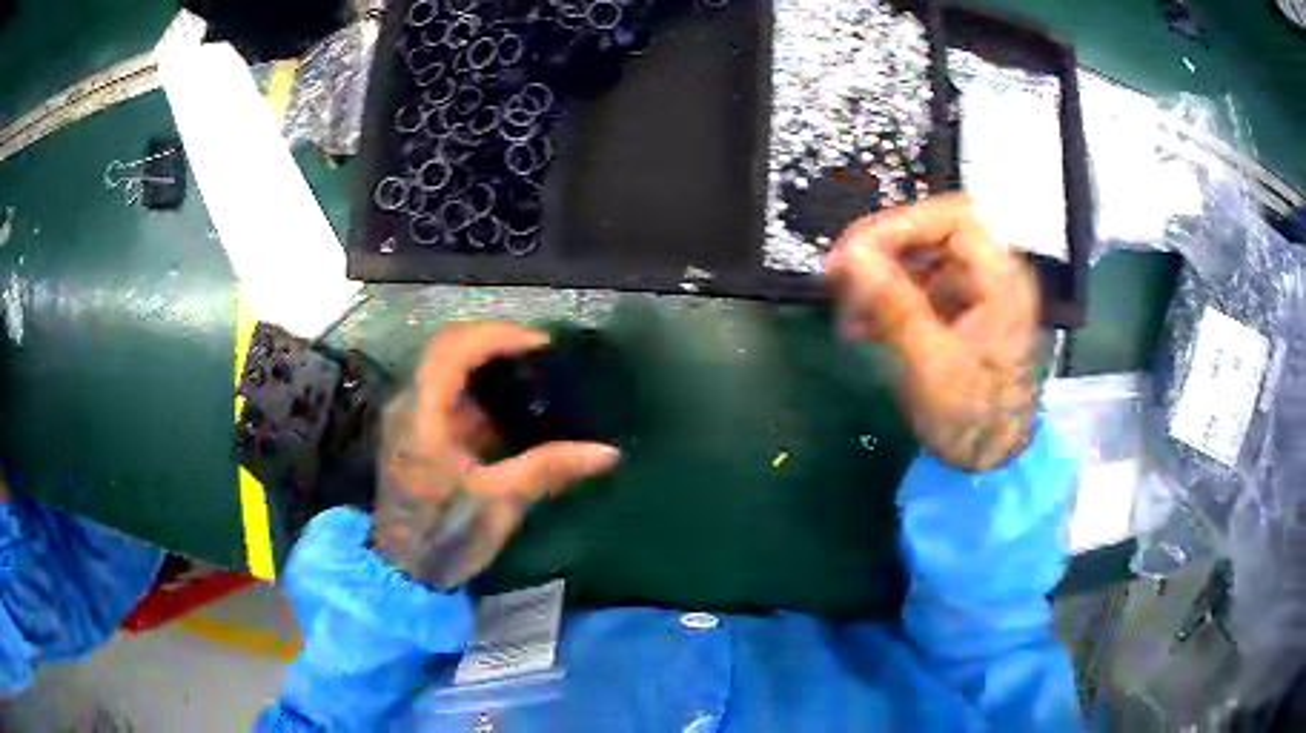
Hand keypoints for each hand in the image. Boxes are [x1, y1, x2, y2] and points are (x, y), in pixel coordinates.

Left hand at [372, 322, 620, 589]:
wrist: (404, 571)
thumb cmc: (445, 536)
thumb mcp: (500, 503)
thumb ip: (549, 470)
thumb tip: (608, 453)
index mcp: (422, 415)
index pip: (454, 348)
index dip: (498, 336)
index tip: (541, 345)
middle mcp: (410, 405)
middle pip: (448, 349)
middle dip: (494, 344)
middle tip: (539, 355)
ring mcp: (409, 419)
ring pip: (446, 370)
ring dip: (486, 368)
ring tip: (531, 376)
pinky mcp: (416, 435)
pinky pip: (448, 397)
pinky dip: (479, 394)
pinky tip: (510, 413)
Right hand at [825, 194, 1038, 472]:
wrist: (994, 463)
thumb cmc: (973, 421)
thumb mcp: (931, 367)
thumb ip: (895, 306)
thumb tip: (852, 256)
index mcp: (1001, 282)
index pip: (955, 219)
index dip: (902, 224)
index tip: (857, 252)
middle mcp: (994, 276)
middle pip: (935, 234)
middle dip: (884, 251)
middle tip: (840, 277)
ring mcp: (979, 294)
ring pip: (923, 259)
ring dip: (881, 277)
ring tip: (848, 313)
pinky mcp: (964, 313)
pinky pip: (923, 287)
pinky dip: (890, 299)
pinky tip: (864, 327)